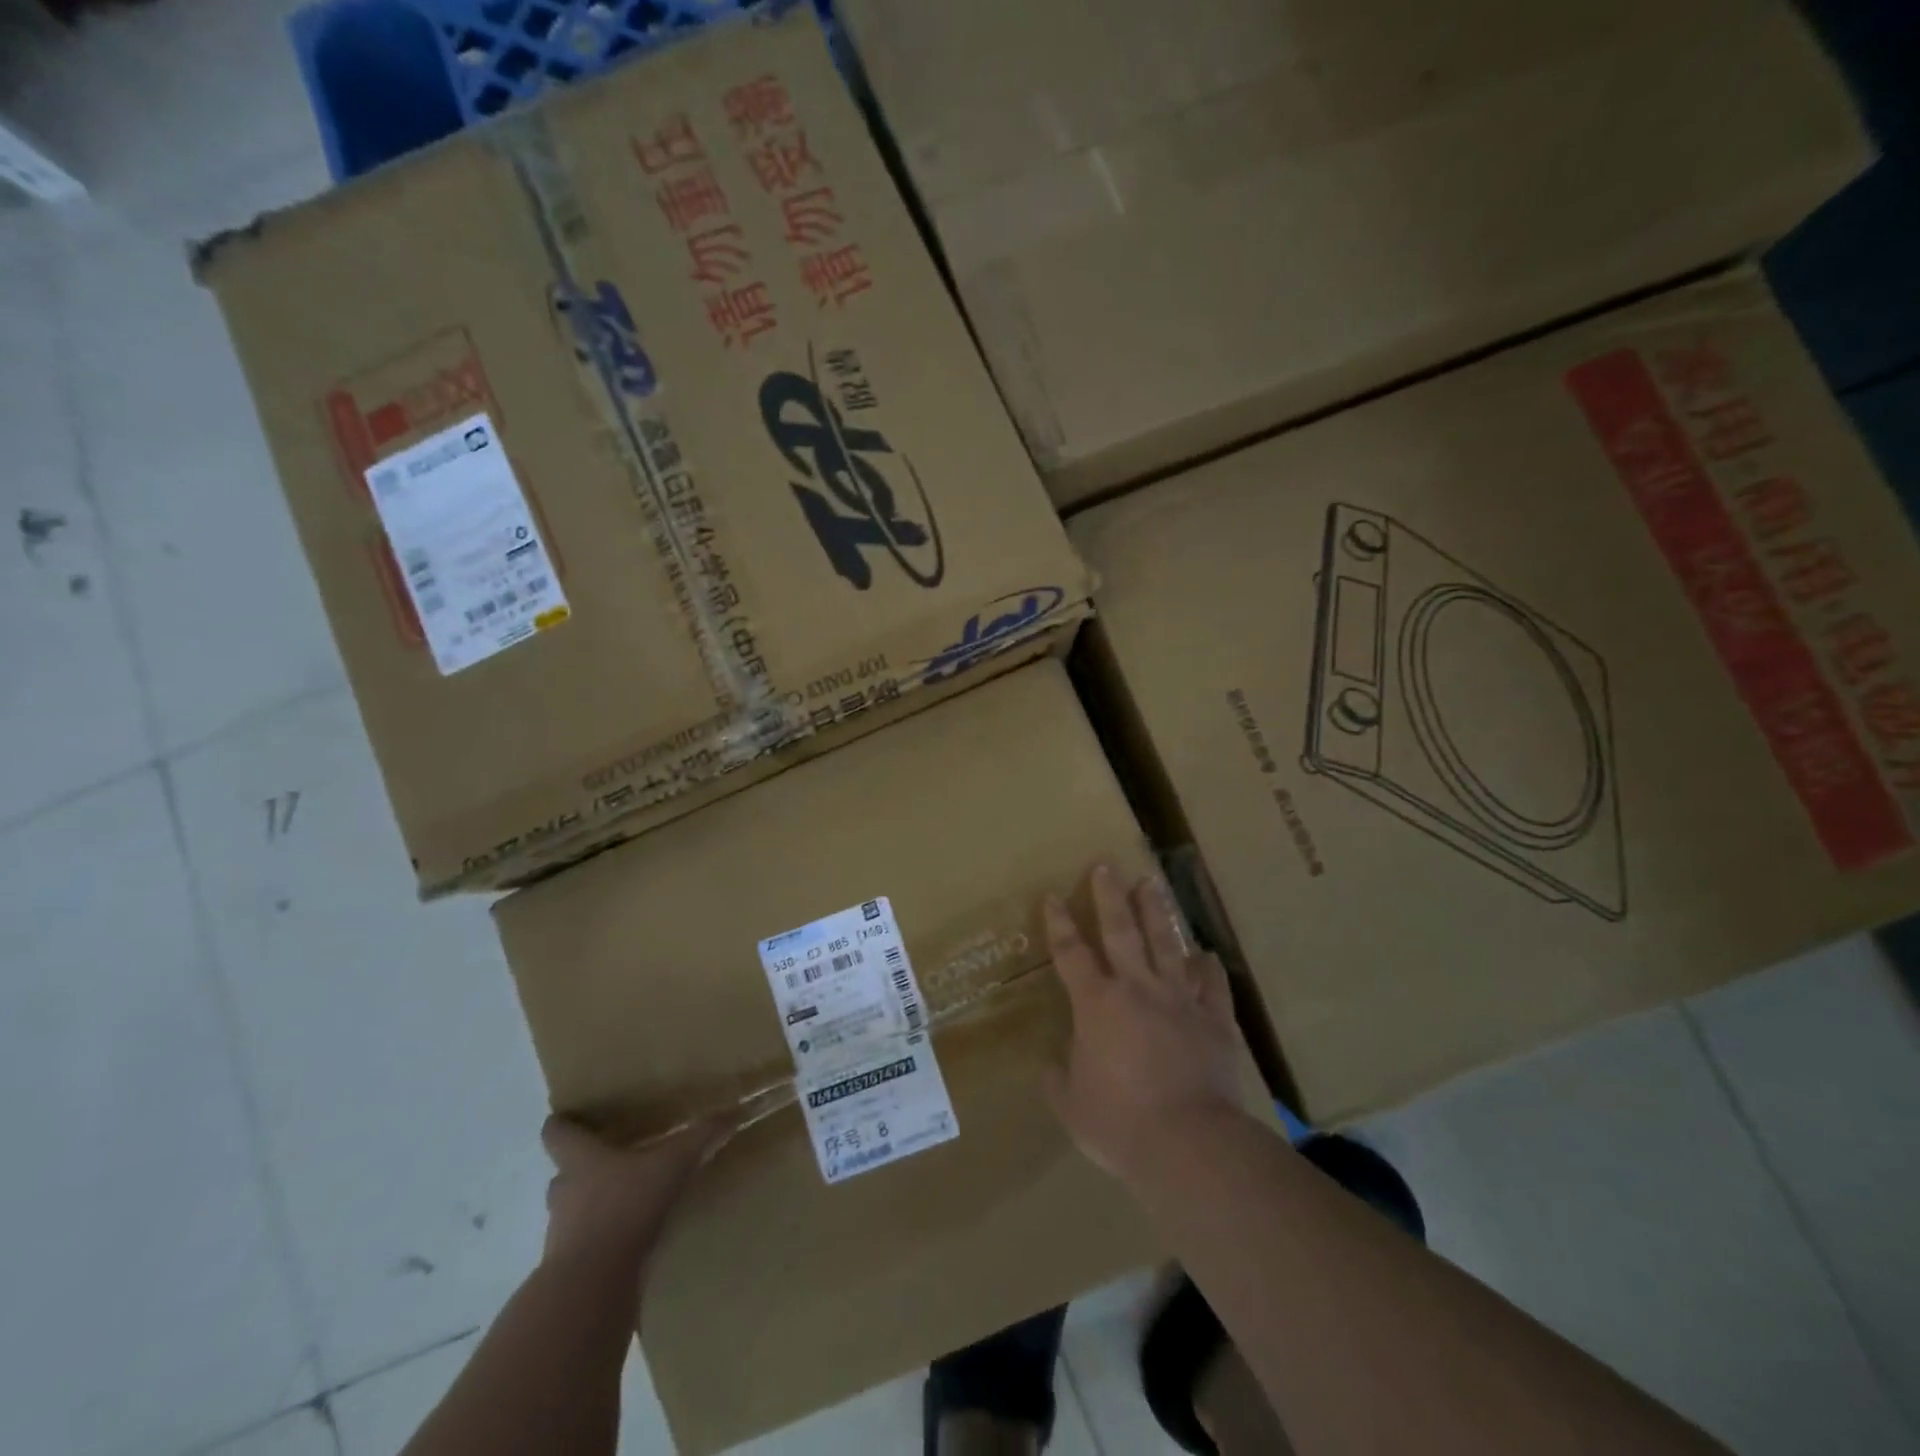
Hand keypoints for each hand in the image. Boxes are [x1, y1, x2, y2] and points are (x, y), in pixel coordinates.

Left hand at [541, 1115, 733, 1273]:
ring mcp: (561, 1234)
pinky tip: (628, 1241)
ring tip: (625, 1202)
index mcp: (580, 1160)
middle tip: (613, 1161)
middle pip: (564, 1173)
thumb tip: (736, 1111)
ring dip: (592, 1207)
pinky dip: (601, 1241)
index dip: (561, 1124)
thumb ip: (700, 1138)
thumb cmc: (625, 1208)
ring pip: (572, 1212)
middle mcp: (564, 1193)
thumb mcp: (671, 1165)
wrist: (591, 1286)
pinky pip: (584, 1246)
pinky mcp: (569, 1269)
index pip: (556, 1134)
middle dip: (583, 1168)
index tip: (569, 1117)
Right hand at [1043, 865, 1248, 1182]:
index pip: (1071, 953)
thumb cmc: (1119, 1124)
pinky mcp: (1214, 1022)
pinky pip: (1212, 986)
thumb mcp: (1071, 1106)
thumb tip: (1053, 1063)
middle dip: (1110, 896)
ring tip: (1151, 883)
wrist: (1189, 1145)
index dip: (1059, 923)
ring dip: (1157, 912)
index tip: (1053, 896)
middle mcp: (1137, 989)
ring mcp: (1180, 1001)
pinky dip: (1208, 968)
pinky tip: (1206, 954)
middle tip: (1106, 865)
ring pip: (1167, 944)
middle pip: (1122, 931)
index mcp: (1097, 1005)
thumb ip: (1058, 1079)